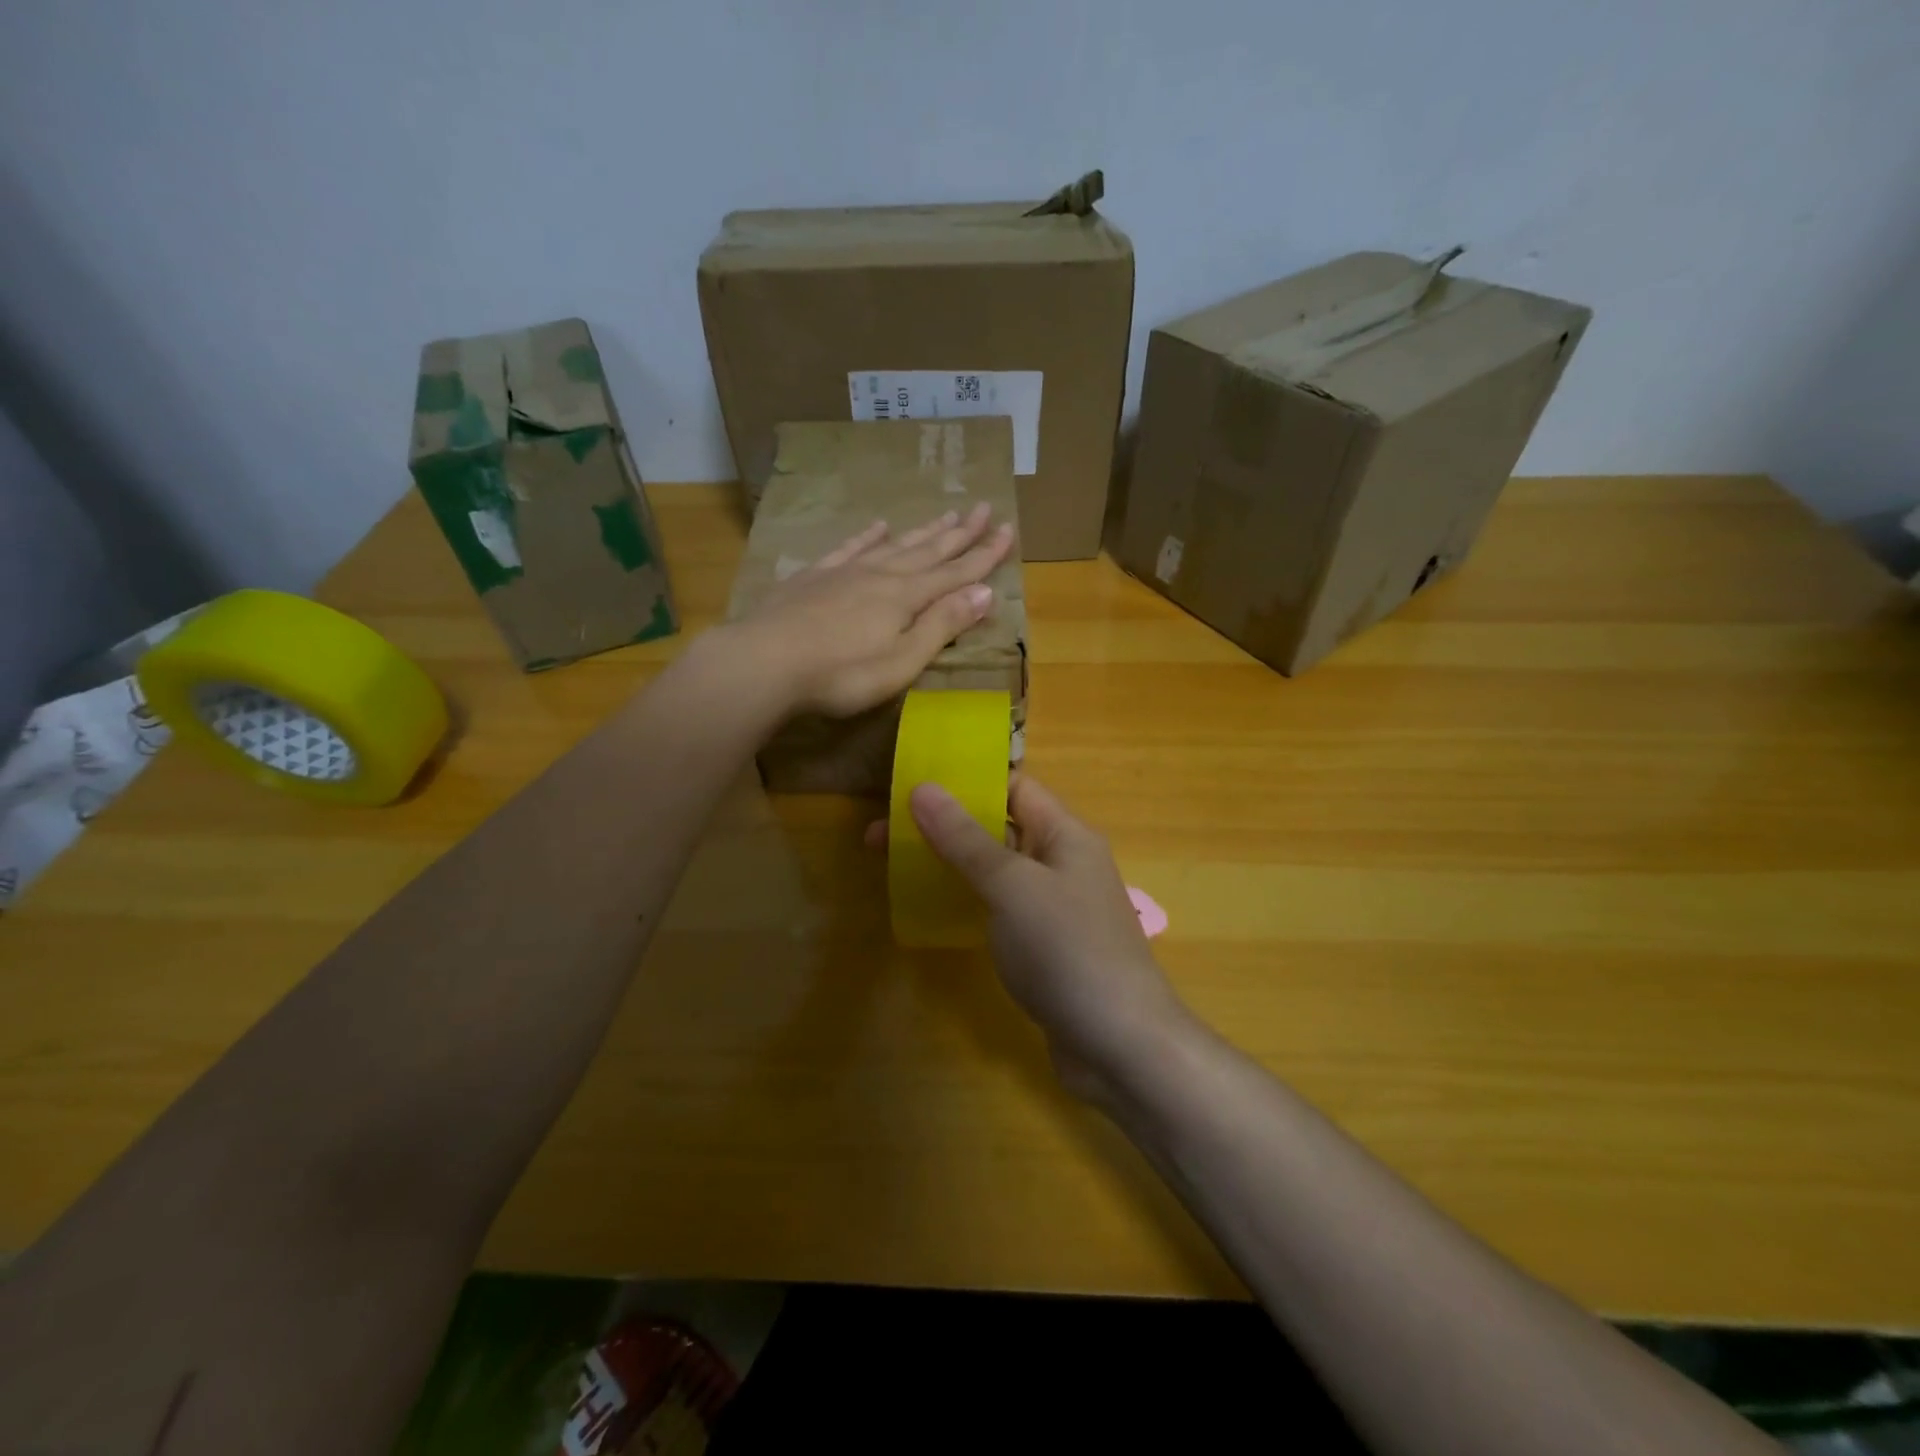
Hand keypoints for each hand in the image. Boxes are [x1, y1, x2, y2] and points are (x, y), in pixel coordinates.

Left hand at [723, 504, 1014, 719]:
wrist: (765, 662)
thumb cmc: (841, 674)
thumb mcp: (902, 661)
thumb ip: (942, 625)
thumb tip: (986, 592)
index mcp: (906, 598)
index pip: (955, 572)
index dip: (984, 555)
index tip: (1009, 530)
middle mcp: (881, 575)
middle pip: (928, 550)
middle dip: (960, 533)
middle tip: (984, 508)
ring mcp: (845, 572)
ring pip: (894, 545)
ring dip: (923, 531)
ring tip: (946, 513)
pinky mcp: (813, 577)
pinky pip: (848, 548)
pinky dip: (867, 536)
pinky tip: (877, 525)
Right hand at [906, 774, 1195, 1100]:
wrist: (1122, 1047)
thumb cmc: (1068, 950)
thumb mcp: (1012, 887)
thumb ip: (966, 839)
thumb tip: (923, 788)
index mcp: (1065, 834)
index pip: (1013, 787)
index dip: (965, 781)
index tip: (910, 785)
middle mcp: (1062, 862)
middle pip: (997, 828)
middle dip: (943, 826)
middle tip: (880, 834)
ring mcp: (1054, 908)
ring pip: (995, 871)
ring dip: (949, 865)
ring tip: (893, 867)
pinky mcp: (1044, 947)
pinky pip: (999, 909)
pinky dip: (966, 902)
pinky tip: (931, 911)